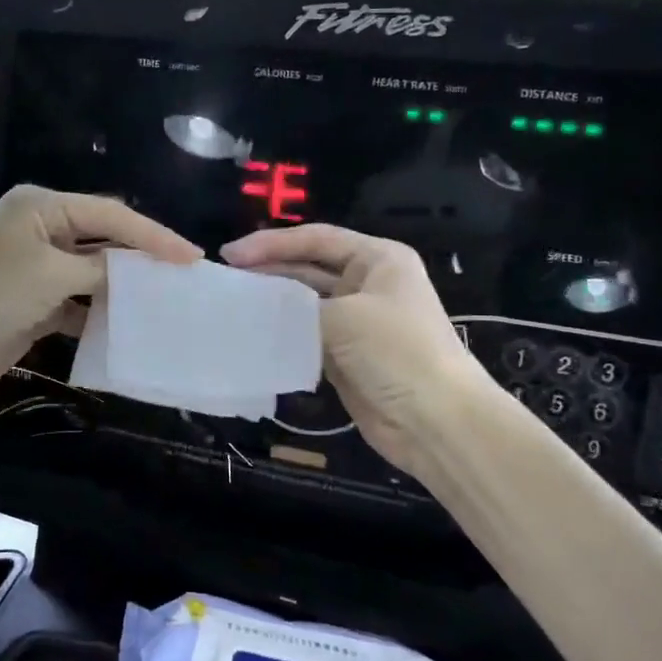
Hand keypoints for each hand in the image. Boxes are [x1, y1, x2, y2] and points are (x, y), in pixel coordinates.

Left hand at [0, 185, 199, 413]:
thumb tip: (137, 273)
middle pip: (104, 239)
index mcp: (42, 208)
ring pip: (94, 273)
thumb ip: (101, 270)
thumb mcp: (51, 274)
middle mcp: (42, 231)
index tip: (192, 257)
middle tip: (186, 276)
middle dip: (142, 257)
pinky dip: (102, 313)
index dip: (154, 235)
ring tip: (167, 300)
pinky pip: (80, 303)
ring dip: (124, 287)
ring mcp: (38, 269)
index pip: (111, 214)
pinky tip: (130, 325)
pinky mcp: (35, 304)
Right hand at [222, 224, 491, 477]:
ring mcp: (356, 322)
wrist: (436, 422)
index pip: (316, 239)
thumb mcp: (345, 317)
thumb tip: (255, 307)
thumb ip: (296, 307)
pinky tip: (250, 334)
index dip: (271, 243)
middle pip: (307, 269)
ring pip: (303, 304)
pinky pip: (306, 336)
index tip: (230, 255)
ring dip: (271, 304)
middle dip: (267, 271)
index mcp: (377, 260)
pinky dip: (281, 334)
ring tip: (231, 305)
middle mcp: (367, 284)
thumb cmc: (398, 352)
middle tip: (224, 280)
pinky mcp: (345, 356)